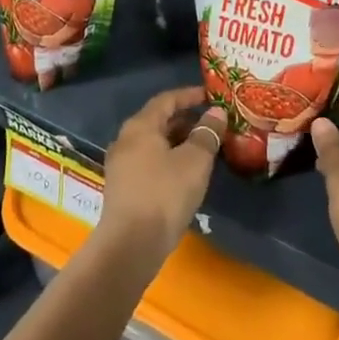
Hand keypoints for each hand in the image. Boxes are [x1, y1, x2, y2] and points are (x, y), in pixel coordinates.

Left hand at [98, 86, 221, 260]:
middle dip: (186, 120)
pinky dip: (169, 159)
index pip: (166, 100)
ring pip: (154, 144)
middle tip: (212, 123)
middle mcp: (126, 141)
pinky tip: (187, 173)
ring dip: (179, 142)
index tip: (211, 95)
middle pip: (158, 121)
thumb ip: (207, 133)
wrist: (131, 244)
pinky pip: (150, 162)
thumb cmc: (165, 193)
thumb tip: (216, 112)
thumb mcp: (195, 160)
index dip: (189, 95)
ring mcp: (122, 166)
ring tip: (205, 148)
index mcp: (140, 127)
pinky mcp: (124, 188)